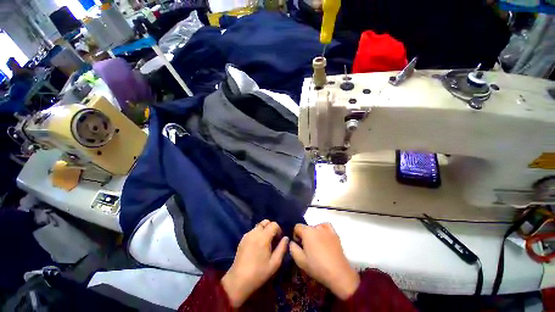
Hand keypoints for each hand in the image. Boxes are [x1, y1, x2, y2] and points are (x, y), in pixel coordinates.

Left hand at [221, 220, 288, 307]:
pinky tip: (257, 246)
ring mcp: (247, 235)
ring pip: (259, 226)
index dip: (279, 230)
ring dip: (264, 230)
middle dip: (271, 227)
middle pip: (265, 222)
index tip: (279, 240)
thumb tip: (286, 238)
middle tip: (273, 239)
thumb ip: (282, 248)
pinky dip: (257, 234)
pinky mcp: (242, 239)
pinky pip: (253, 231)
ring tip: (265, 243)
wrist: (238, 281)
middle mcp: (255, 232)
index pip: (274, 224)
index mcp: (263, 237)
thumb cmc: (259, 273)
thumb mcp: (275, 263)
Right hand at [289, 223, 359, 299]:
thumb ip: (292, 248)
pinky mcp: (334, 234)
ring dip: (313, 234)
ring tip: (316, 245)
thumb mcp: (300, 260)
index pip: (297, 227)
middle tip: (307, 248)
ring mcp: (326, 229)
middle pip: (306, 228)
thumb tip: (292, 242)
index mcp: (307, 232)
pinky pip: (326, 226)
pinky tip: (323, 237)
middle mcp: (316, 227)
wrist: (338, 273)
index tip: (298, 245)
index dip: (296, 236)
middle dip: (304, 236)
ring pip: (315, 227)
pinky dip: (323, 229)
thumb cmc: (317, 267)